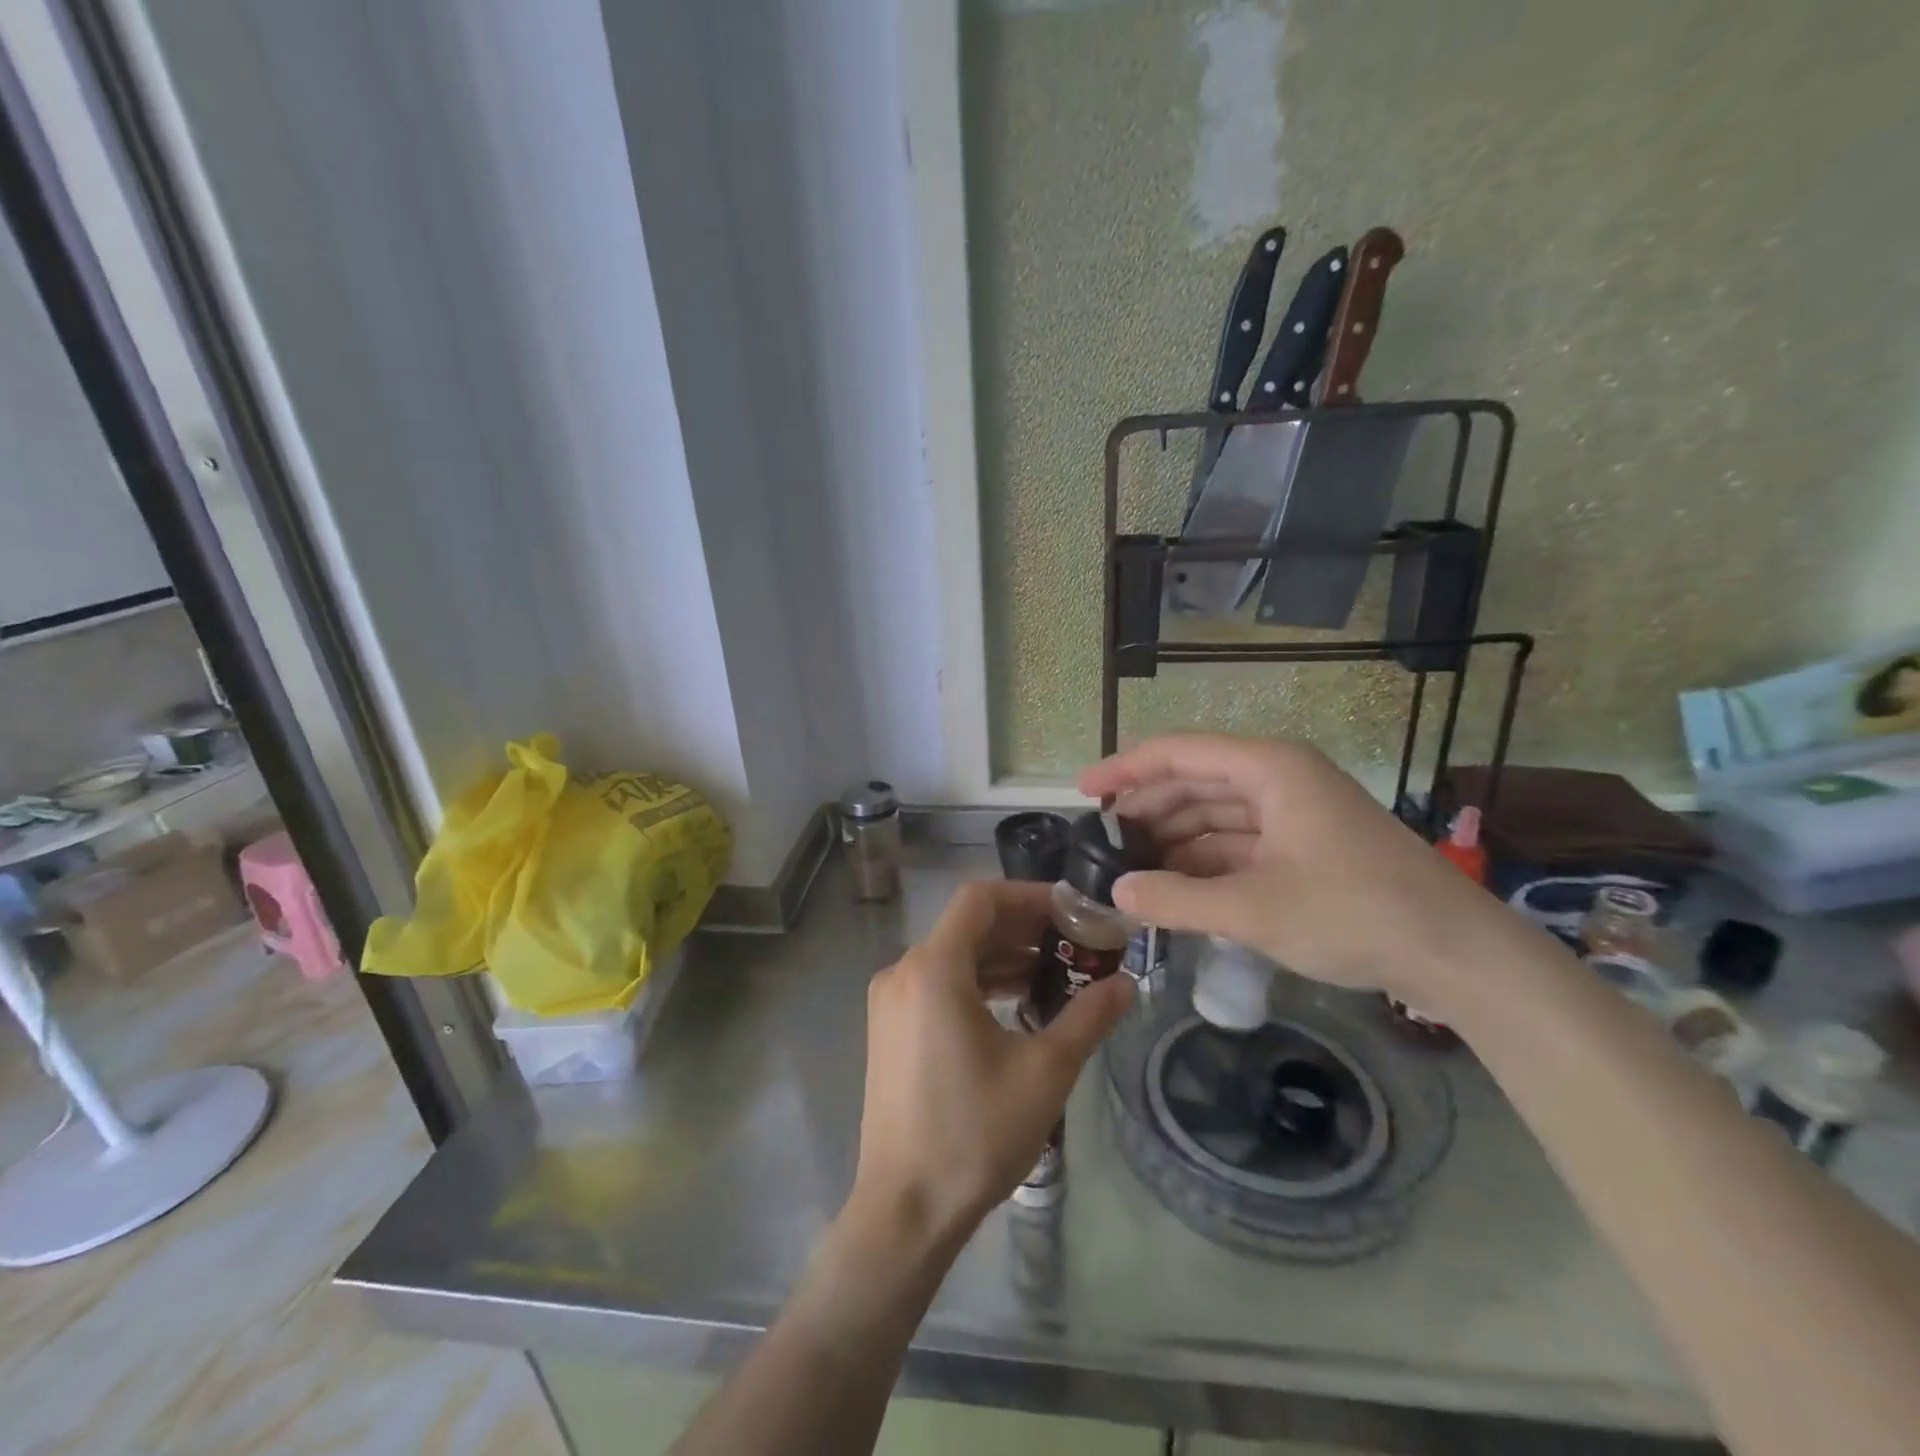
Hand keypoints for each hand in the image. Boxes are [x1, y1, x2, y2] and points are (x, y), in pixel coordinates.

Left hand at [851, 880, 1133, 1245]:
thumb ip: (1088, 1017)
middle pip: (968, 925)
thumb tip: (1128, 982)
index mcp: (934, 968)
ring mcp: (891, 1001)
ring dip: (1003, 956)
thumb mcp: (1045, 1071)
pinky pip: (939, 983)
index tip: (1074, 911)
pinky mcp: (890, 1028)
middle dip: (1024, 927)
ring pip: (954, 956)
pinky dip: (978, 982)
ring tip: (1057, 972)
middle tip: (1076, 941)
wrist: (905, 1210)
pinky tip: (1018, 1003)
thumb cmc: (974, 1133)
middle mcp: (903, 971)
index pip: (981, 898)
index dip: (1030, 895)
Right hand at [1080, 733, 1509, 1009]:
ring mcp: (1295, 811)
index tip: (1083, 792)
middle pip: (1194, 781)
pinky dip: (1206, 862)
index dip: (1125, 769)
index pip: (1178, 753)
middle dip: (1147, 810)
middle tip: (1103, 843)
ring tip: (1131, 869)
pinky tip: (1177, 888)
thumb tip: (1118, 891)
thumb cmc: (1354, 913)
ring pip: (1216, 814)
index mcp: (1269, 768)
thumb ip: (1177, 899)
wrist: (1457, 954)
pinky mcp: (1306, 845)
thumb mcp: (1252, 910)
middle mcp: (1279, 777)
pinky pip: (1239, 842)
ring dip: (1174, 840)